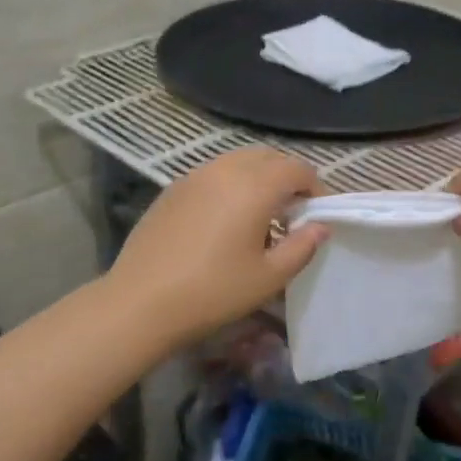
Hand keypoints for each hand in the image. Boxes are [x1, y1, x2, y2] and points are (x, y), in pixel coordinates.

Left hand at [108, 148, 327, 347]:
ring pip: (238, 162)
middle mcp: (225, 170)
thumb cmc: (213, 291)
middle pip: (268, 157)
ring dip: (258, 179)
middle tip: (292, 214)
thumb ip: (301, 246)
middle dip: (287, 178)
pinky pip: (213, 174)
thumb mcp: (269, 277)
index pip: (297, 169)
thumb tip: (320, 226)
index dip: (315, 188)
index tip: (317, 215)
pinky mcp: (172, 189)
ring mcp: (194, 176)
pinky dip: (230, 185)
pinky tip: (224, 222)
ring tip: (259, 217)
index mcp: (254, 186)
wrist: (141, 303)